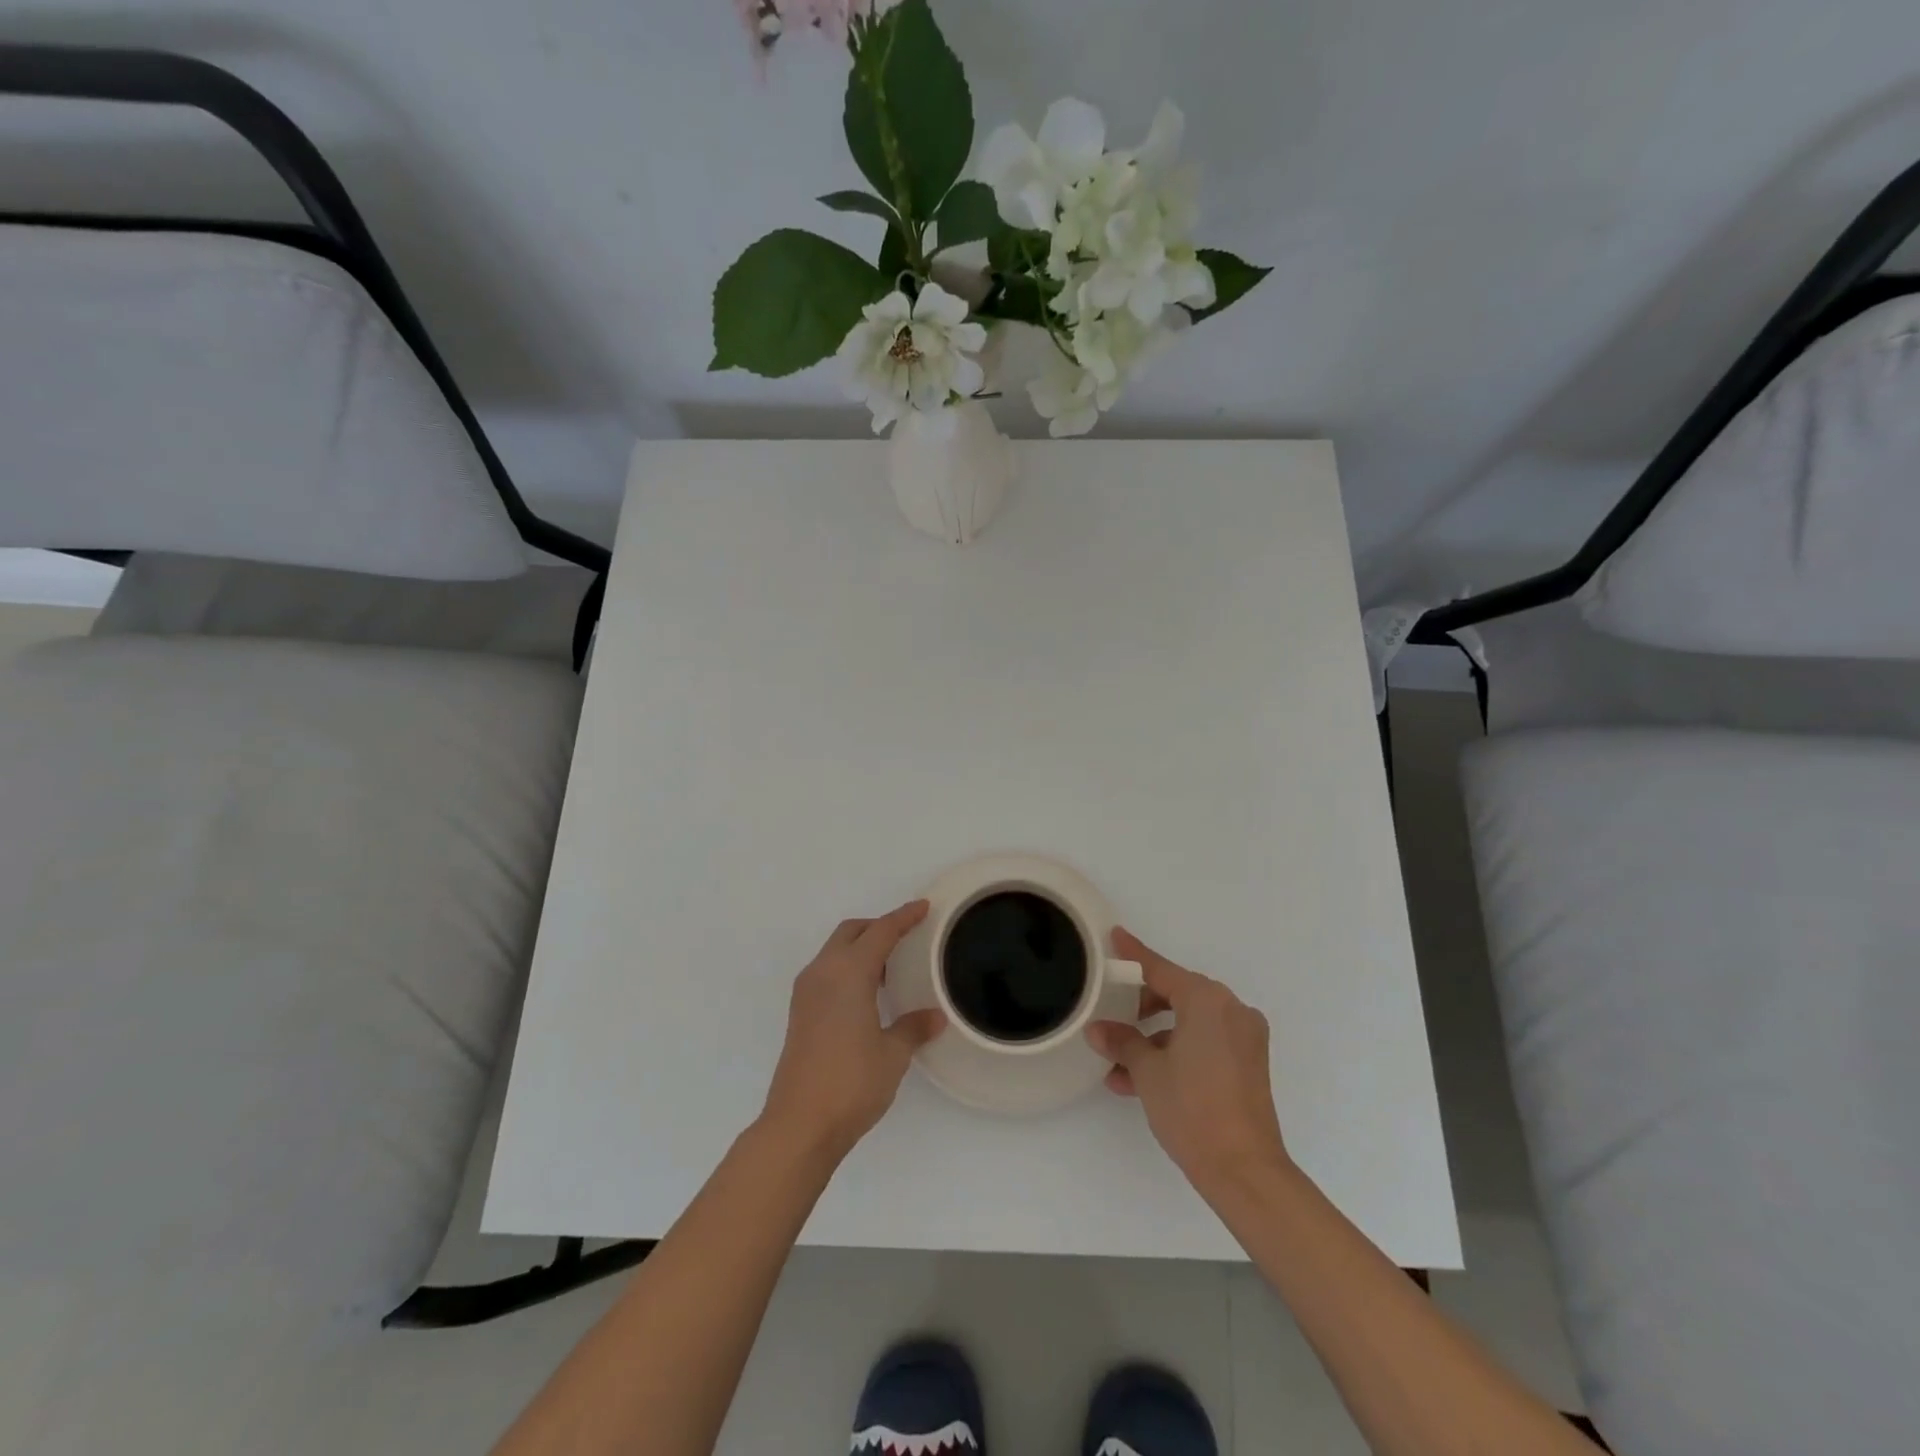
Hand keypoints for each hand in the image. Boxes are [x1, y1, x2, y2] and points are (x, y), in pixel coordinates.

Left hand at [760, 901, 945, 1163]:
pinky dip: (847, 969)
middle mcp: (823, 973)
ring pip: (835, 951)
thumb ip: (913, 1028)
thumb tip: (934, 1016)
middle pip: (851, 933)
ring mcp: (806, 993)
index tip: (922, 907)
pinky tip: (866, 994)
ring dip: (860, 949)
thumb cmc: (851, 1082)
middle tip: (906, 937)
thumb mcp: (893, 1054)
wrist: (799, 1124)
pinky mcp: (800, 1013)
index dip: (903, 917)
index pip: (880, 932)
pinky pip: (826, 972)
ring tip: (890, 969)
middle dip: (877, 928)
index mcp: (848, 973)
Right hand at [1086, 928, 1288, 1195]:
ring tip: (1119, 1065)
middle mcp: (1231, 1010)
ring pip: (1189, 1023)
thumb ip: (1122, 1042)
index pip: (1160, 969)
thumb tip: (1099, 1030)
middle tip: (1112, 1018)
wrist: (1244, 1170)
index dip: (1134, 954)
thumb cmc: (1192, 1108)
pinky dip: (1177, 1052)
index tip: (1116, 936)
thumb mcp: (1148, 1071)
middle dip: (1141, 1008)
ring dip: (1154, 1038)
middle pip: (1177, 995)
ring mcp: (1244, 1038)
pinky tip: (1142, 1080)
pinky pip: (1205, 1043)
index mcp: (1208, 1000)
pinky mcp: (1249, 1064)